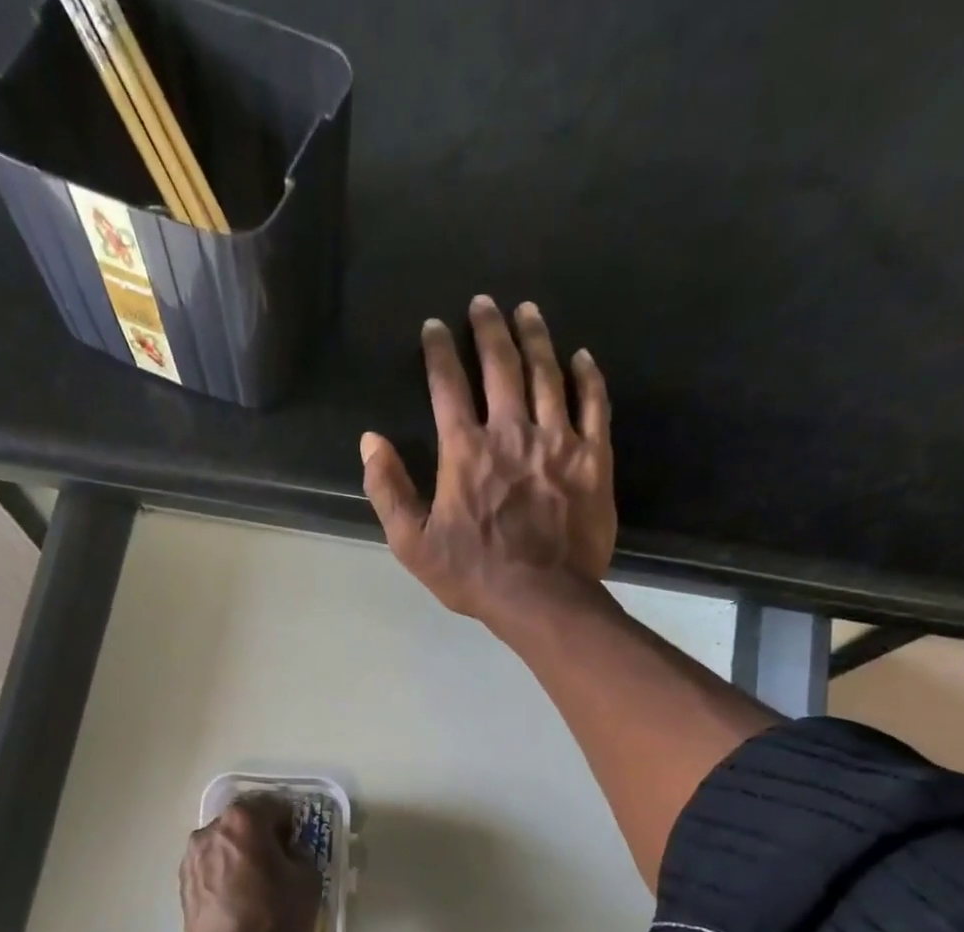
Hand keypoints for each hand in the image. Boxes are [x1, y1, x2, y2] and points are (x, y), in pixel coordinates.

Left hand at [180, 796, 321, 931]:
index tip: (300, 842)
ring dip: (240, 854)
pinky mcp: (183, 884)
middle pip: (243, 822)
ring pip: (224, 844)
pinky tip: (238, 900)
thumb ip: (300, 852)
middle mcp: (210, 830)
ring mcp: (191, 857)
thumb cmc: (276, 917)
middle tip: (280, 862)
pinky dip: (225, 874)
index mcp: (243, 820)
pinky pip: (210, 867)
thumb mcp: (307, 879)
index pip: (274, 805)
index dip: (291, 822)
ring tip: (257, 884)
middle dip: (262, 835)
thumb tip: (288, 852)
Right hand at [360, 295, 614, 624]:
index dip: (439, 352)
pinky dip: (587, 376)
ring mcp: (557, 441)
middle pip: (501, 366)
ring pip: (547, 374)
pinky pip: (594, 404)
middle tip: (484, 303)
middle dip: (489, 329)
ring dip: (535, 338)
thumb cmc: (472, 574)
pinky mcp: (593, 458)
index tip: (435, 327)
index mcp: (465, 451)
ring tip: (527, 311)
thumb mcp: (413, 543)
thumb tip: (370, 441)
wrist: (542, 597)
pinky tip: (581, 356)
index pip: (448, 386)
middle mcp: (512, 432)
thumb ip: (388, 490)